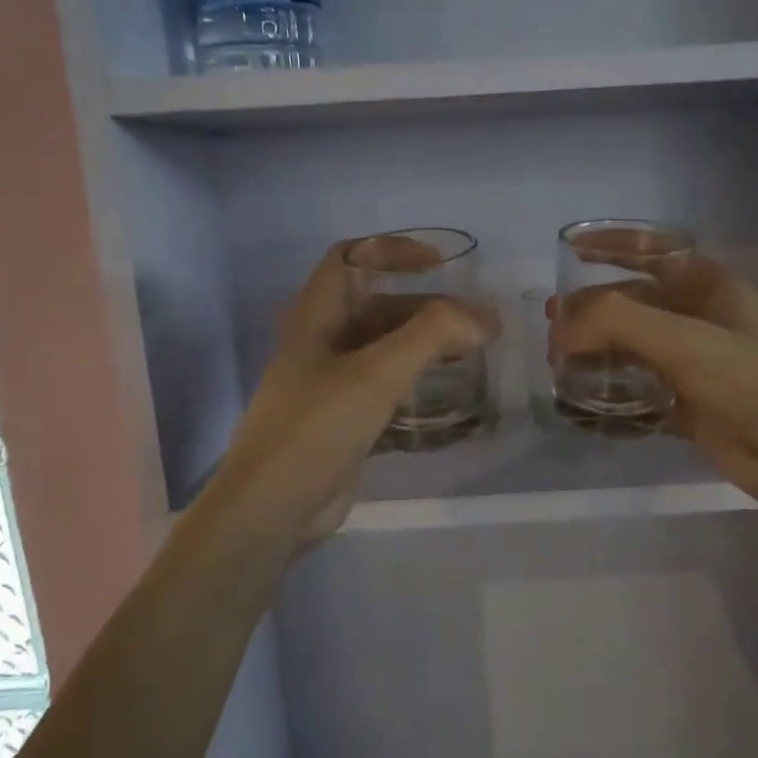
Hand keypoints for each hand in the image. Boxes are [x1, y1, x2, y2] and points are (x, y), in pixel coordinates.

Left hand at [200, 241, 496, 547]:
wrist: (273, 507)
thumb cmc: (317, 427)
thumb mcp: (376, 373)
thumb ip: (432, 335)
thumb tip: (485, 317)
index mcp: (316, 317)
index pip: (351, 258)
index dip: (393, 251)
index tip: (440, 265)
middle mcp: (321, 343)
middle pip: (377, 307)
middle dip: (426, 309)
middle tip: (477, 325)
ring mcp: (330, 384)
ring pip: (384, 349)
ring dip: (425, 346)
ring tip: (471, 355)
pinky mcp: (343, 420)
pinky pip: (385, 388)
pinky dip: (416, 383)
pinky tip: (448, 395)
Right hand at [552, 254, 757, 514]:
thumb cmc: (753, 383)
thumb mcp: (686, 341)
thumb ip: (618, 322)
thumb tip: (560, 326)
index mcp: (705, 288)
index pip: (651, 251)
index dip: (611, 245)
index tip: (567, 249)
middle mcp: (696, 319)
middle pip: (631, 304)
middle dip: (590, 313)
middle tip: (553, 333)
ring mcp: (691, 365)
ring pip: (630, 351)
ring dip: (595, 357)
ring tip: (559, 371)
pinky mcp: (685, 406)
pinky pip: (636, 394)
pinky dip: (609, 400)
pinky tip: (582, 411)